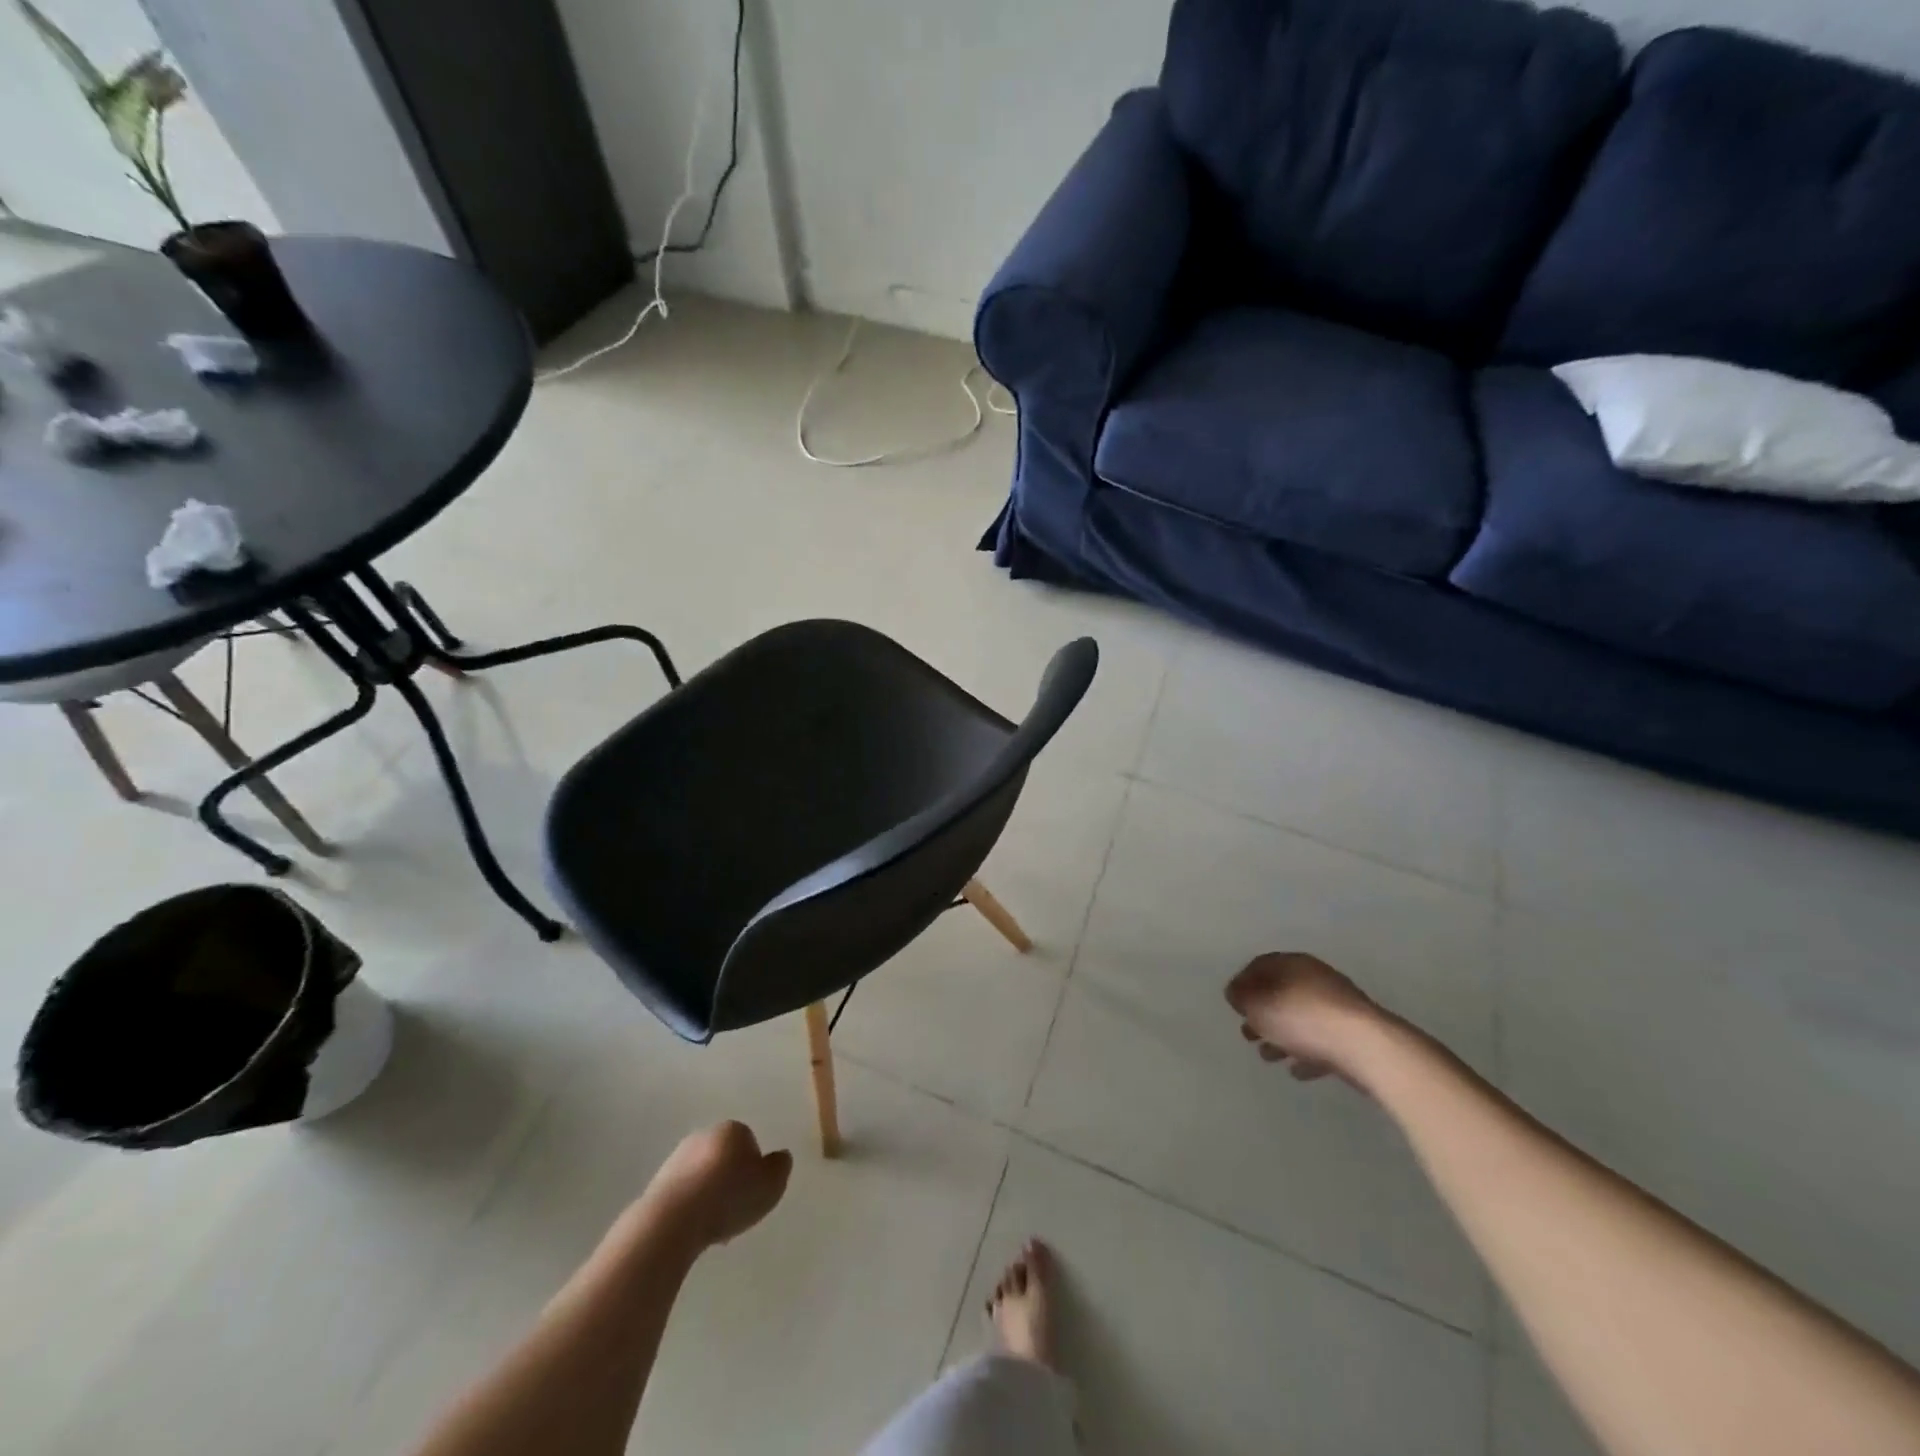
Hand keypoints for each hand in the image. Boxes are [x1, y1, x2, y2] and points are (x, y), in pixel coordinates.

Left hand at [645, 1121, 792, 1249]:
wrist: (673, 1221)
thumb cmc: (729, 1197)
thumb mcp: (771, 1184)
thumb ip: (780, 1167)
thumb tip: (779, 1157)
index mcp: (732, 1129)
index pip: (749, 1142)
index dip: (754, 1169)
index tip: (754, 1193)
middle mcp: (703, 1136)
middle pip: (723, 1157)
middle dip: (729, 1179)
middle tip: (736, 1209)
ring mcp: (676, 1159)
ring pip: (701, 1176)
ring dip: (708, 1195)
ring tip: (714, 1226)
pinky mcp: (656, 1184)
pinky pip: (682, 1195)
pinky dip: (689, 1209)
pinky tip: (693, 1231)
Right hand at [1225, 952, 1384, 1084]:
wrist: (1366, 1047)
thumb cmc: (1302, 1019)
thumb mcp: (1258, 1005)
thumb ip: (1241, 997)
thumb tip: (1235, 993)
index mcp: (1292, 964)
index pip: (1260, 966)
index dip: (1242, 984)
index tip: (1233, 1006)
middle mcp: (1316, 978)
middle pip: (1280, 993)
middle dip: (1261, 1014)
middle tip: (1247, 1034)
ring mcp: (1338, 1007)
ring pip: (1300, 1019)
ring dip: (1282, 1036)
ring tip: (1268, 1056)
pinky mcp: (1354, 1034)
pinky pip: (1322, 1041)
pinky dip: (1306, 1052)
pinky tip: (1296, 1070)